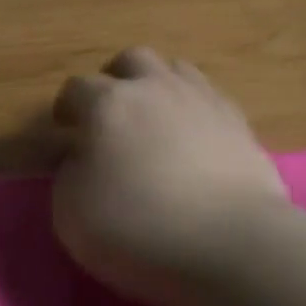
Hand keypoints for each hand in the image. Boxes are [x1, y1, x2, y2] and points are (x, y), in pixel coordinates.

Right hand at [52, 48, 286, 305]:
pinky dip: (195, 112)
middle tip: (112, 112)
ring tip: (156, 119)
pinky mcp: (240, 125)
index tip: (65, 129)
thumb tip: (80, 160)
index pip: (77, 88)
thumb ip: (68, 175)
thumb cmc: (138, 228)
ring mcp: (202, 101)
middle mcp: (154, 89)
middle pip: (131, 60)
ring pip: (176, 70)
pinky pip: (210, 100)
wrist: (231, 244)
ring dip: (160, 87)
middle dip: (116, 79)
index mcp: (108, 103)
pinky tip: (195, 140)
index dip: (67, 107)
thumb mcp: (71, 213)